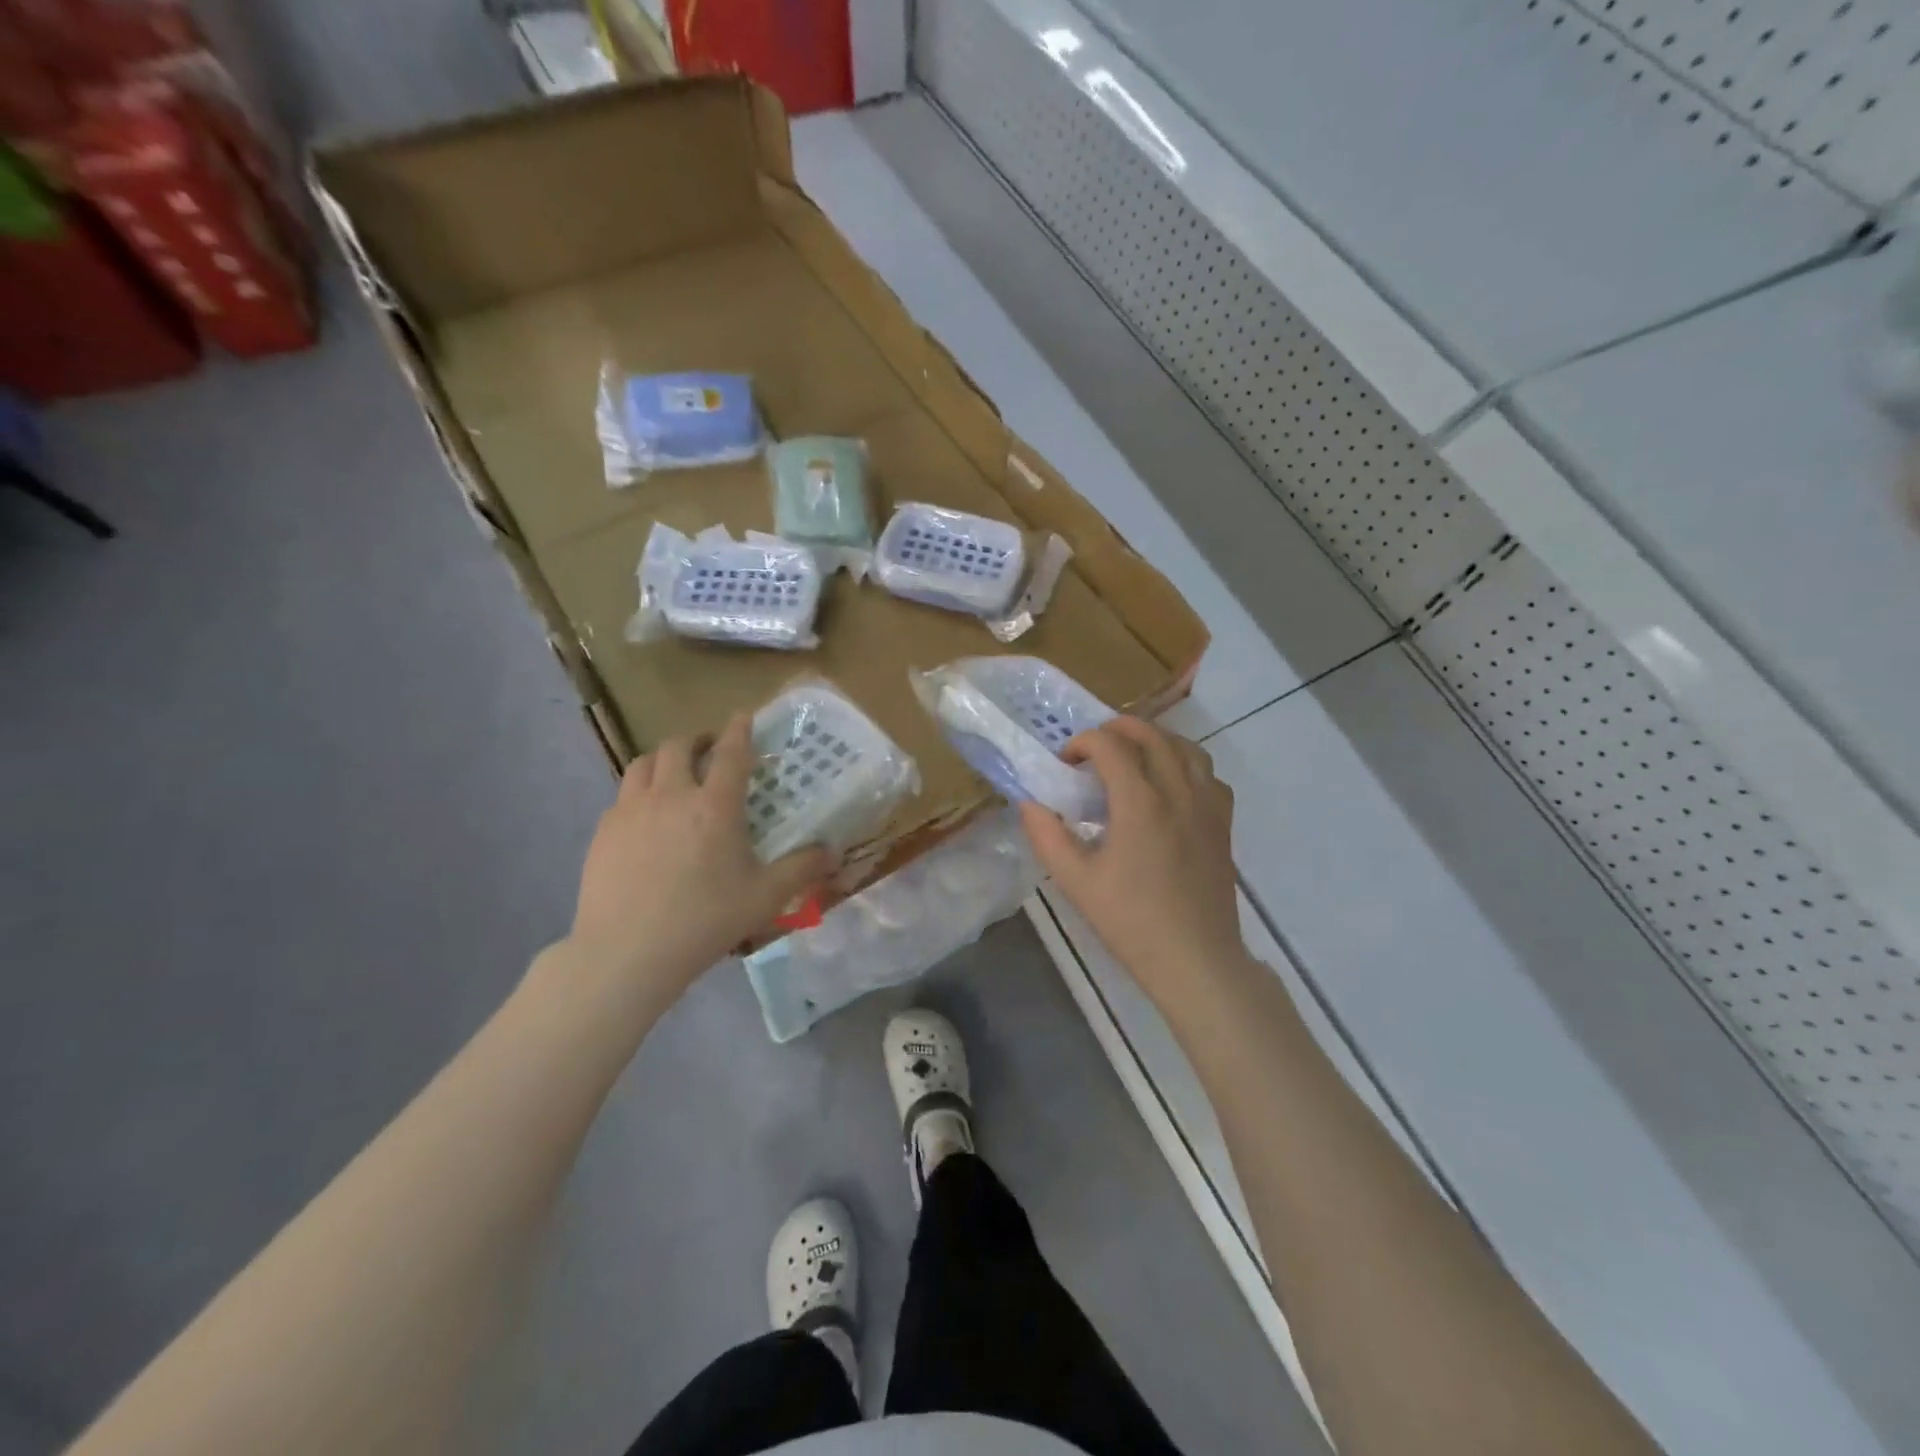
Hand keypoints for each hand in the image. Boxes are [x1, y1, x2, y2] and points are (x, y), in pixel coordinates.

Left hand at [566, 715, 831, 1004]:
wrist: (626, 952)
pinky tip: (646, 819)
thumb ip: (801, 869)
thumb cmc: (704, 921)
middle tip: (709, 750)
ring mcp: (630, 811)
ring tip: (674, 775)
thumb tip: (832, 852)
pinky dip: (640, 793)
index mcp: (714, 806)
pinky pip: (622, 796)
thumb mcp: (764, 897)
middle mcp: (671, 796)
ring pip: (643, 764)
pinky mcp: (603, 832)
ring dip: (663, 760)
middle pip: (678, 746)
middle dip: (697, 740)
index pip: (731, 752)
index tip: (743, 716)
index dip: (739, 729)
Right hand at [1020, 718, 1247, 1010]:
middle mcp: (1178, 792)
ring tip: (1132, 756)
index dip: (1082, 742)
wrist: (1195, 959)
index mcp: (1140, 803)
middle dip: (1118, 728)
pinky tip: (1169, 786)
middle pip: (1152, 734)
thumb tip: (1028, 803)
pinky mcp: (1223, 823)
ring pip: (1186, 748)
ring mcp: (1207, 805)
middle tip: (1093, 746)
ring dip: (1155, 740)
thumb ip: (1047, 836)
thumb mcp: (1076, 882)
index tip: (1065, 762)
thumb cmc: (1131, 921)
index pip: (1110, 745)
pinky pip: (1208, 774)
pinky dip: (1185, 764)